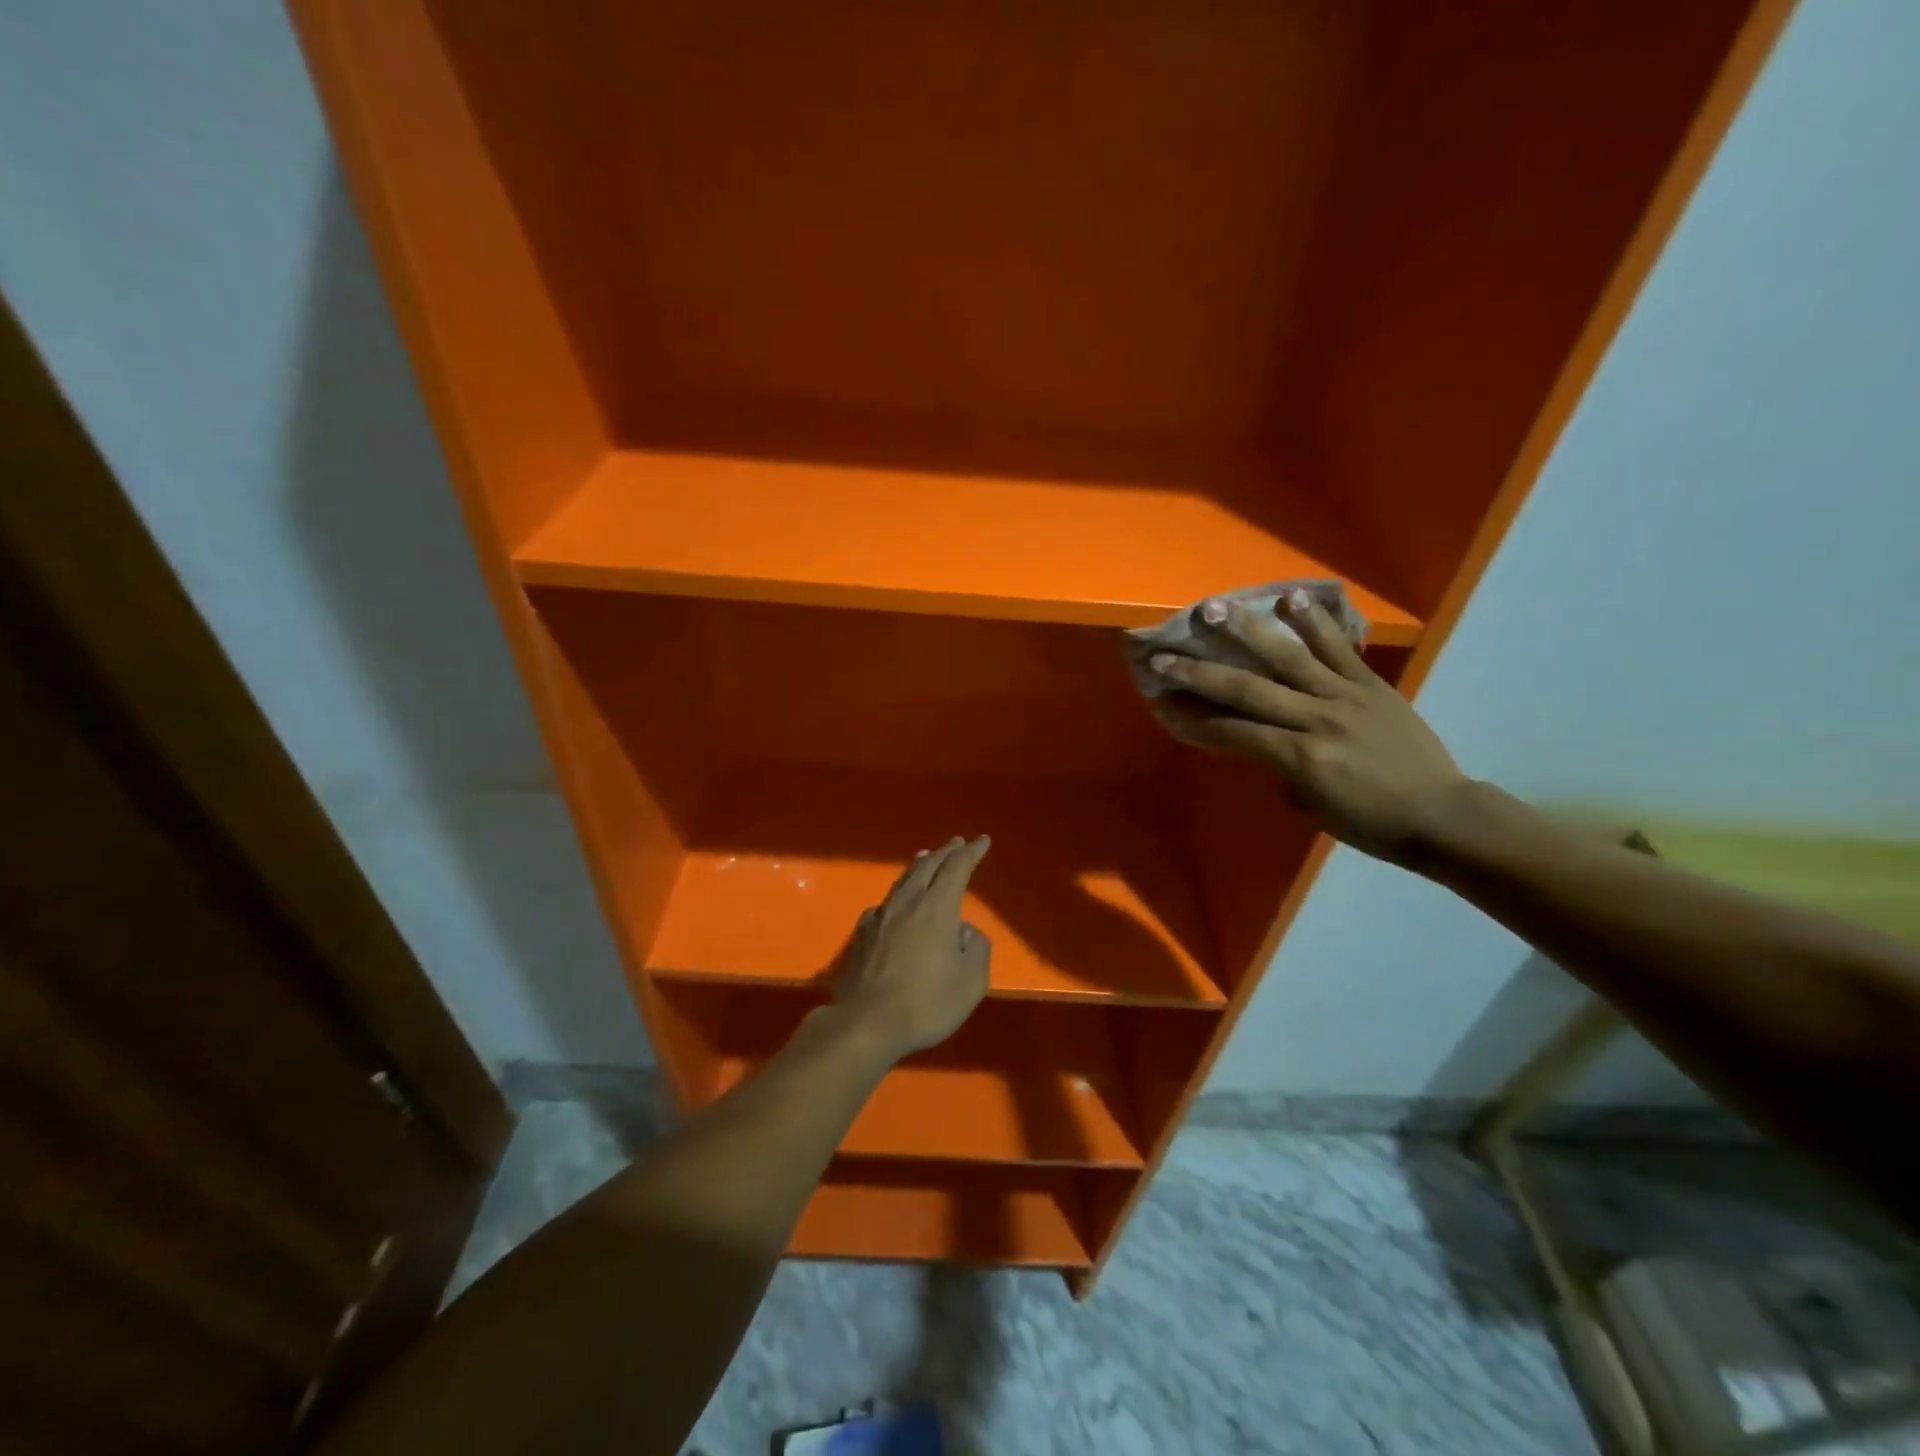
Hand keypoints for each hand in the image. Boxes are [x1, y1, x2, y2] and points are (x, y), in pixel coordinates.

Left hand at [826, 836, 991, 1063]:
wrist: (866, 1023)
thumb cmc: (926, 1003)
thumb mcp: (970, 982)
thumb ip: (976, 949)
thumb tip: (965, 931)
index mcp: (937, 908)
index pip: (957, 868)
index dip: (971, 852)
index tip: (982, 841)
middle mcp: (908, 903)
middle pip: (928, 867)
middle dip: (945, 852)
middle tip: (957, 843)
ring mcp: (881, 916)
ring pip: (903, 880)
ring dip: (919, 866)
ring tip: (926, 856)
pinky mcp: (862, 934)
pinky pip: (885, 902)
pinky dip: (898, 893)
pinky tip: (896, 901)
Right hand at [1149, 591, 1467, 864]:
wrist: (1442, 814)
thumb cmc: (1371, 823)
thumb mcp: (1312, 807)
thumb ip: (1280, 769)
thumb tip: (1261, 743)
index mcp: (1299, 757)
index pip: (1233, 731)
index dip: (1194, 719)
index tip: (1163, 704)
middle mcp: (1316, 719)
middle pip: (1246, 689)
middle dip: (1198, 673)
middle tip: (1163, 657)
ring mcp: (1345, 695)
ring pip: (1287, 656)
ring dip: (1247, 630)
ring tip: (1216, 607)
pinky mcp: (1371, 684)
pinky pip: (1338, 647)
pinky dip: (1314, 621)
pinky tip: (1289, 596)